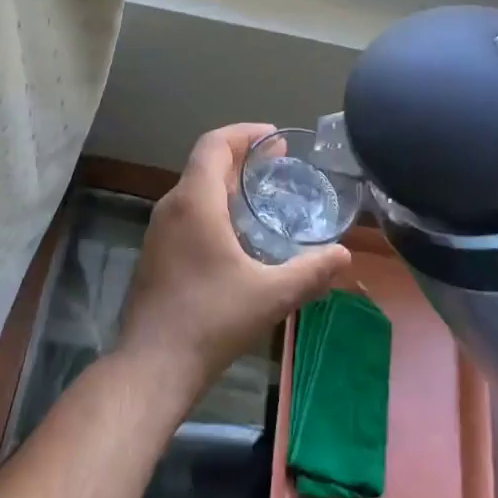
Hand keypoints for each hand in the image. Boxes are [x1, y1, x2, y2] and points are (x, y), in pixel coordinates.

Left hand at [119, 124, 351, 399]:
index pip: (214, 144)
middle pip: (205, 163)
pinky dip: (214, 206)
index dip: (245, 133)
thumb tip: (344, 254)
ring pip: (194, 189)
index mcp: (195, 202)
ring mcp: (159, 230)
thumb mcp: (271, 295)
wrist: (153, 363)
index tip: (275, 137)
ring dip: (227, 183)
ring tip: (263, 194)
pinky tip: (237, 234)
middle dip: (242, 157)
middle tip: (279, 163)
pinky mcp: (156, 253)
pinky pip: (187, 213)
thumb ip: (311, 271)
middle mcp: (171, 206)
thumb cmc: (211, 320)